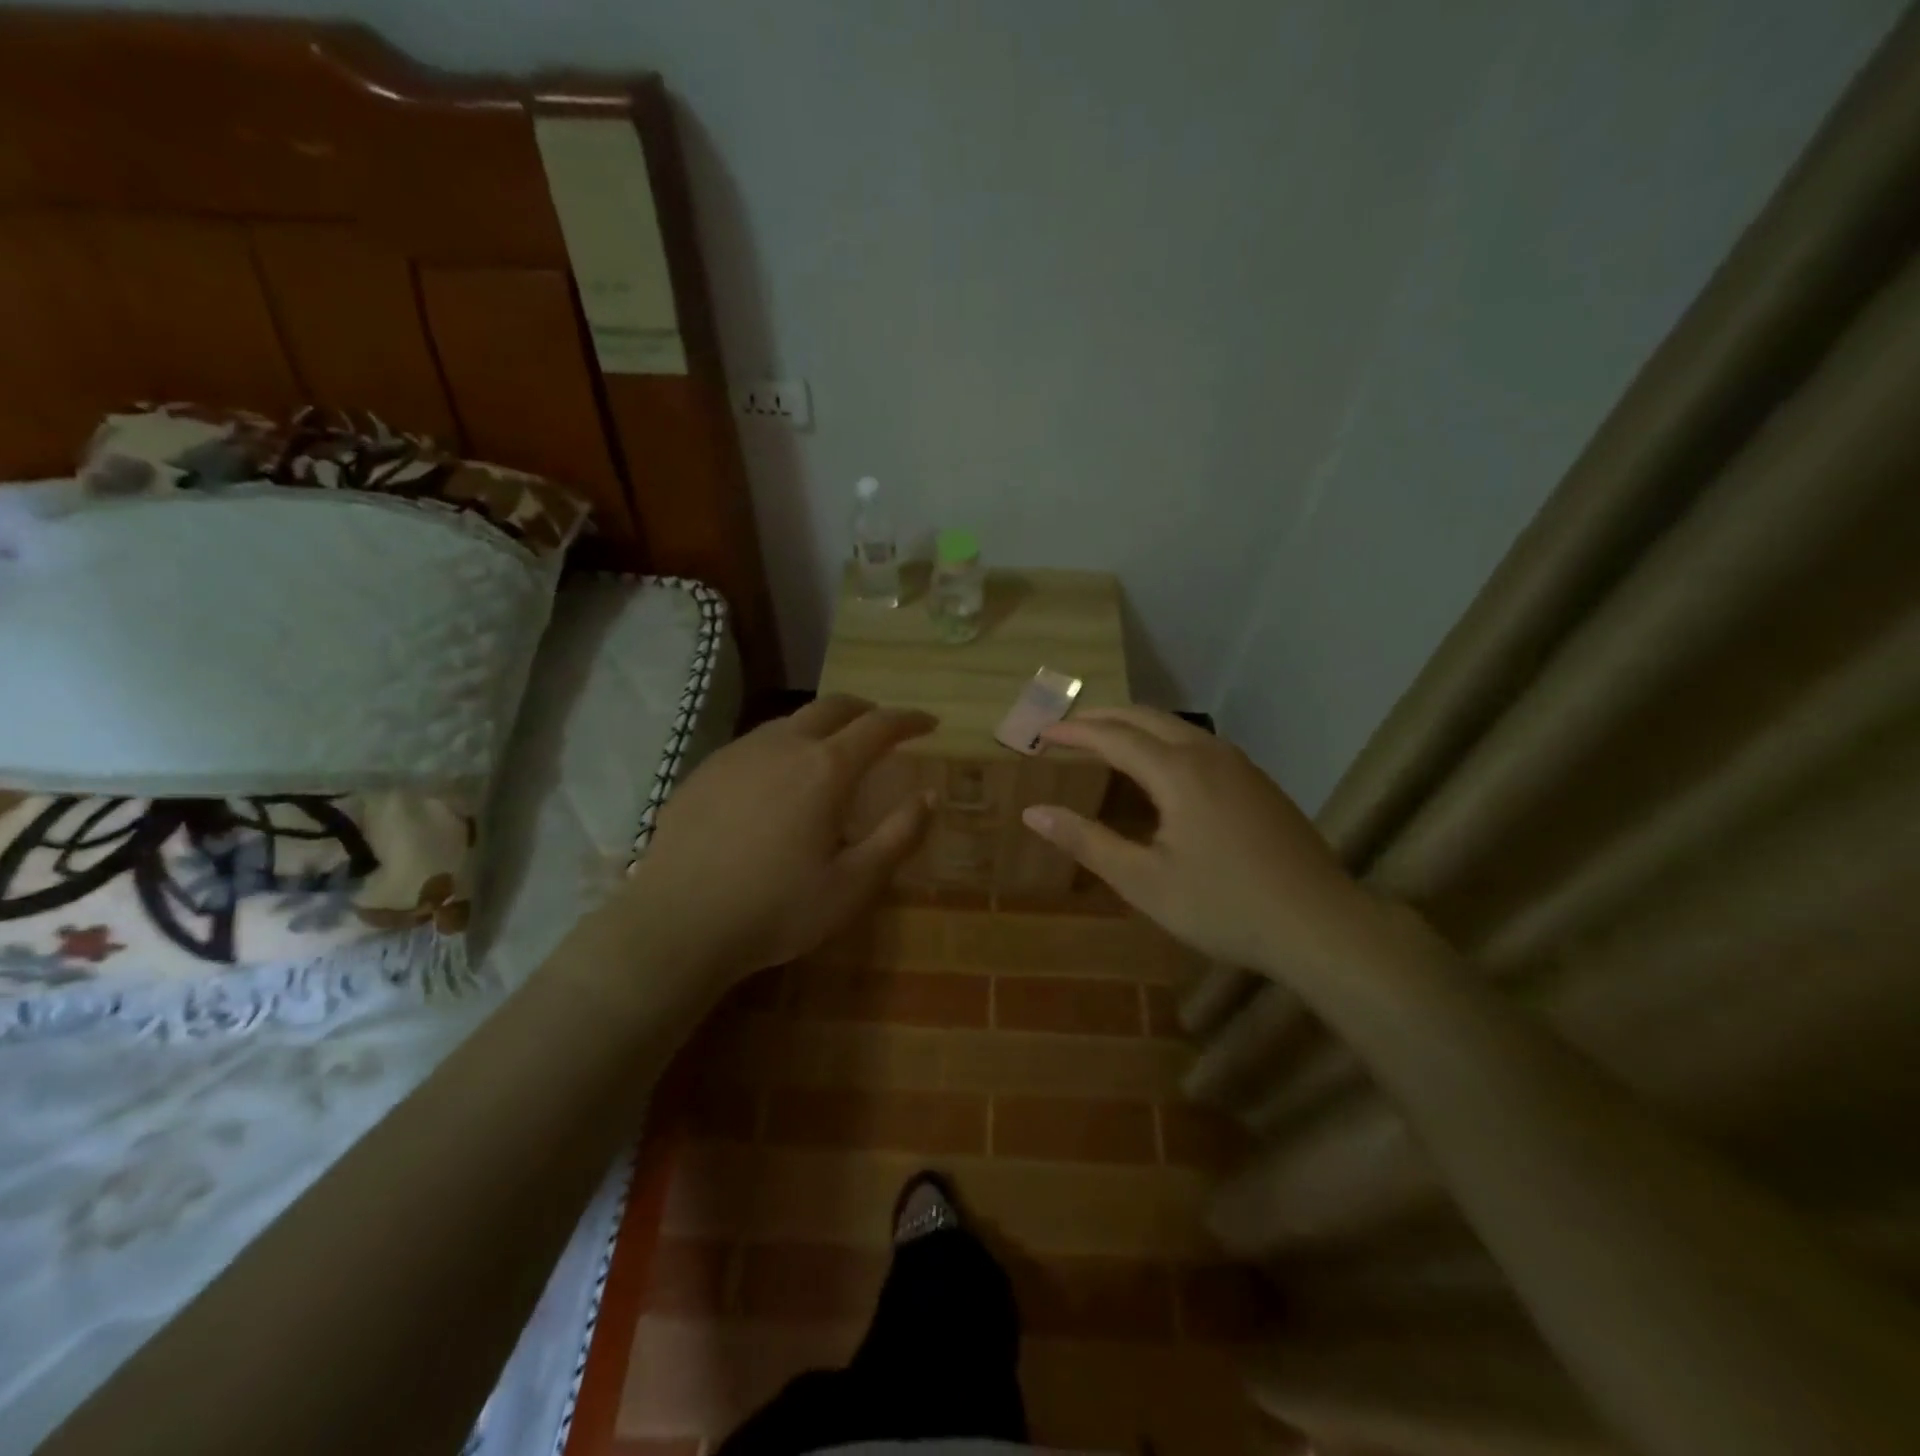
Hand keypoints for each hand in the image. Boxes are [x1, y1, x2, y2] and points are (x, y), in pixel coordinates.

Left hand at [629, 695, 935, 978]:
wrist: (677, 924)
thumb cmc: (776, 909)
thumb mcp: (854, 885)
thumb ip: (899, 835)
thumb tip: (929, 796)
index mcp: (826, 769)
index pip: (878, 725)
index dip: (909, 720)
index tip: (929, 723)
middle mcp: (783, 745)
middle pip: (833, 706)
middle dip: (866, 710)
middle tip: (883, 726)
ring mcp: (738, 753)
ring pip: (791, 720)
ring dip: (823, 724)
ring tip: (833, 750)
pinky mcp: (705, 770)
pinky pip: (756, 742)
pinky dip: (785, 744)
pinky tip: (778, 778)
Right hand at [1022, 706, 1385, 974]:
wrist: (1320, 924)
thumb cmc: (1223, 906)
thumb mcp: (1144, 881)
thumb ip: (1087, 842)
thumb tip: (1033, 812)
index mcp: (1178, 772)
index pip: (1113, 737)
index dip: (1074, 733)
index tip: (1041, 734)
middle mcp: (1209, 754)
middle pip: (1147, 718)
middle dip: (1103, 717)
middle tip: (1067, 728)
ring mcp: (1240, 765)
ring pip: (1178, 727)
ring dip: (1136, 725)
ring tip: (1107, 739)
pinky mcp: (1259, 783)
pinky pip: (1200, 743)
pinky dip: (1165, 741)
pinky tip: (1162, 767)